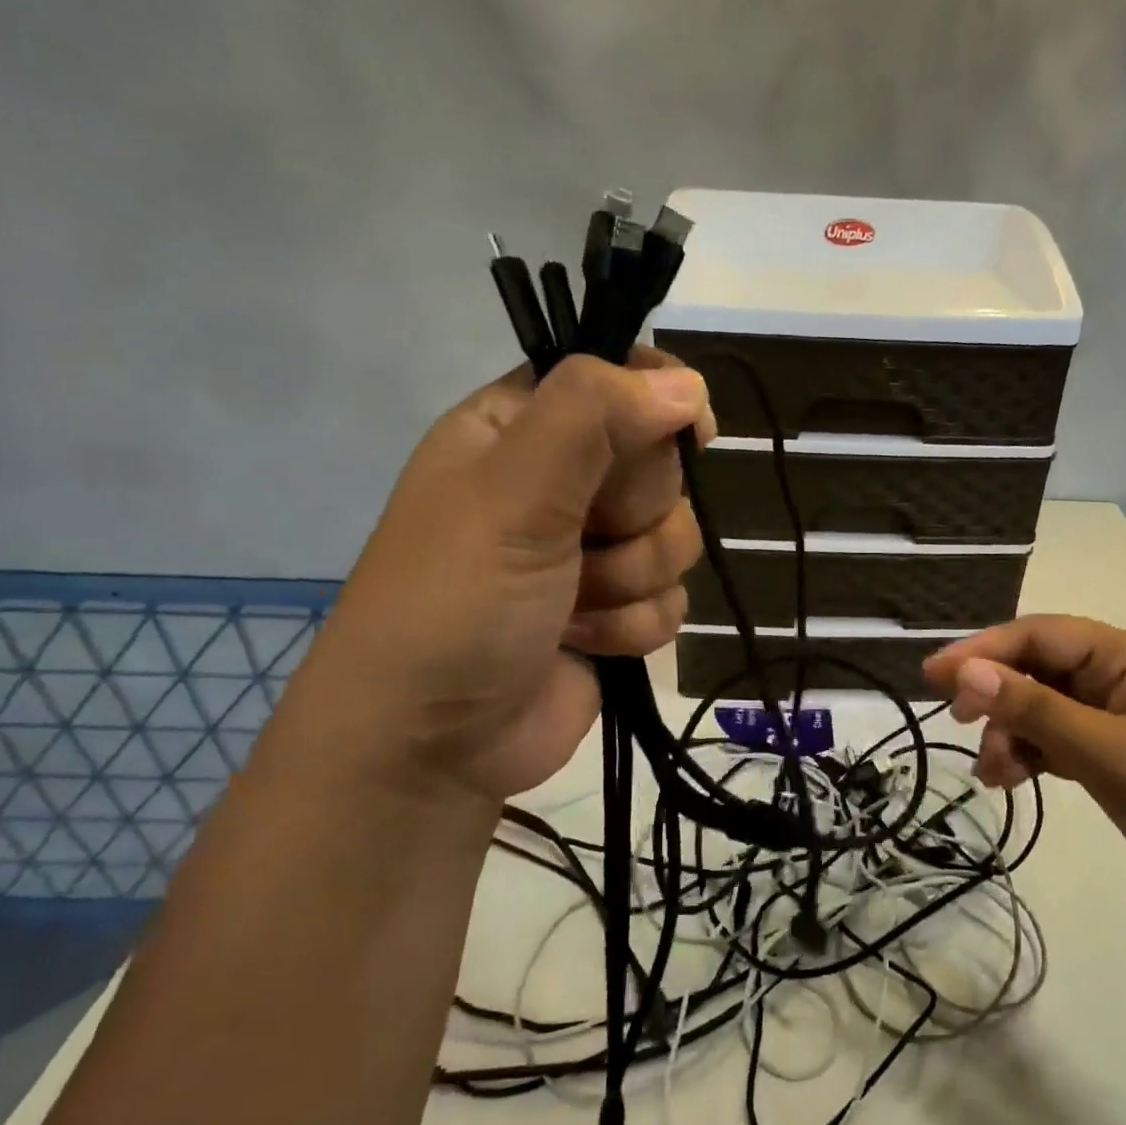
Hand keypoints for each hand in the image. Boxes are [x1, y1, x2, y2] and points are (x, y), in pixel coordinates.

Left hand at [268, 349, 713, 816]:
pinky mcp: (618, 614)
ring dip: (631, 579)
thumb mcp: (513, 492)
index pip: (613, 380)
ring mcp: (594, 554)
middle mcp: (561, 485)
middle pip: (660, 465)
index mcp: (520, 432)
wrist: (435, 744)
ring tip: (573, 606)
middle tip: (582, 539)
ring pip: (676, 539)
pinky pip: (672, 600)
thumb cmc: (456, 602)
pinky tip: (584, 644)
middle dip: (633, 513)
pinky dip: (633, 626)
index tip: (690, 430)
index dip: (655, 400)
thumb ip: (593, 417)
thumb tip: (688, 383)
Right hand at [922, 615, 1125, 912]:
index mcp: (1123, 657)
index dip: (983, 650)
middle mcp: (1113, 679)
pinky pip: (1050, 743)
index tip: (934, 675)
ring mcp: (1110, 721)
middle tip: (958, 721)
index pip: (1038, 635)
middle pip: (1034, 670)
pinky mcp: (1107, 759)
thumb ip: (1035, 710)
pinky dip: (1025, 757)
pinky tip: (1007, 781)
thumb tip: (965, 672)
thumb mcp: (1108, 749)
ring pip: (1037, 710)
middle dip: (994, 695)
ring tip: (992, 772)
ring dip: (1007, 733)